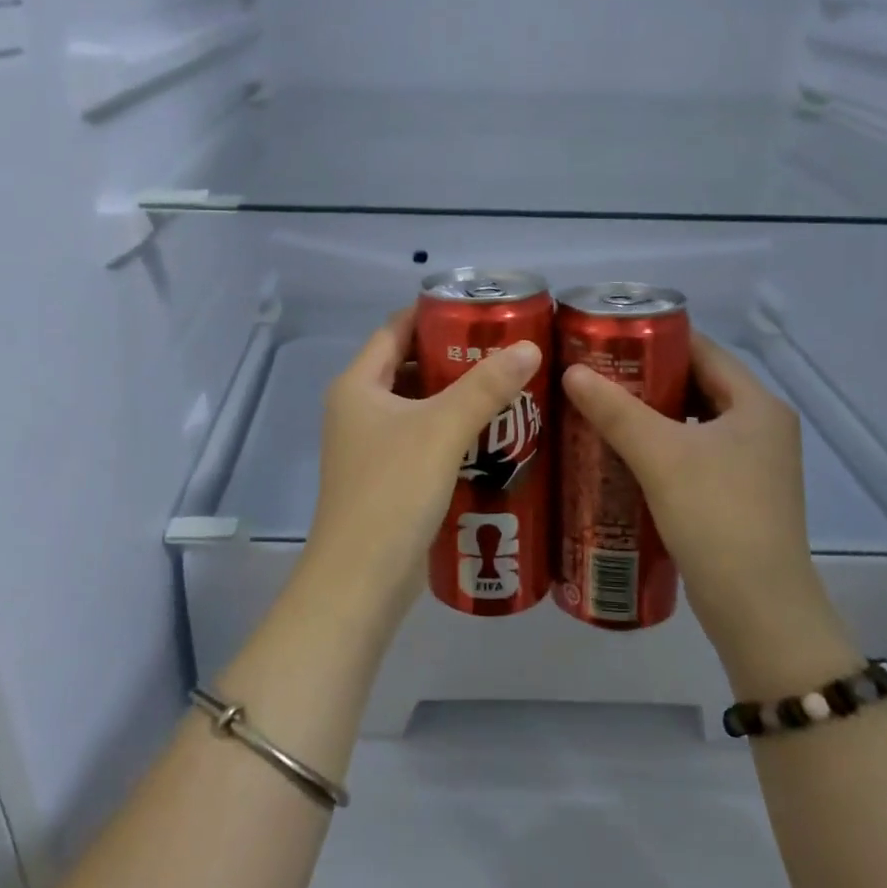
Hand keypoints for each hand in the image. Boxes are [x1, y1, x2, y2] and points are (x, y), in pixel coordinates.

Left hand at [302, 312, 542, 619]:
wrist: (362, 578)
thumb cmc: (393, 490)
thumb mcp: (442, 430)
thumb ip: (485, 387)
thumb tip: (529, 347)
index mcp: (357, 386)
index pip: (394, 330)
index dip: (432, 315)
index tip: (479, 309)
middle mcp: (358, 410)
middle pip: (409, 367)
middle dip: (454, 358)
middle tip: (505, 350)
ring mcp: (370, 447)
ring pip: (418, 407)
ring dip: (457, 397)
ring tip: (508, 387)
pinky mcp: (387, 478)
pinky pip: (423, 440)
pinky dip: (452, 432)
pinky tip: (493, 435)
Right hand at [562, 333, 856, 691]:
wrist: (758, 610)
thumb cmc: (716, 517)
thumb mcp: (660, 456)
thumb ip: (615, 410)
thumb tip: (572, 371)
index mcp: (757, 404)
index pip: (702, 350)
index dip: (655, 338)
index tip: (606, 337)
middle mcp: (761, 426)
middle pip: (695, 384)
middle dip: (645, 378)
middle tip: (593, 375)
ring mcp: (752, 463)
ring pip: (691, 422)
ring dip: (649, 415)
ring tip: (598, 410)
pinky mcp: (737, 494)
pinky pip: (692, 453)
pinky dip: (659, 447)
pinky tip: (620, 454)